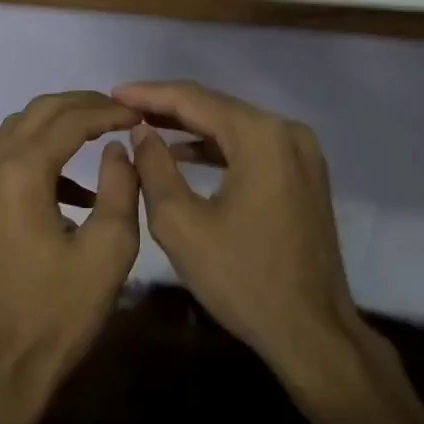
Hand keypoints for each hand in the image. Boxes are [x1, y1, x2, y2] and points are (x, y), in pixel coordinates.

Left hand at [0, 91, 141, 399]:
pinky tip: (73, 188)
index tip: (138, 115)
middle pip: (36, 114)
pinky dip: (38, 157)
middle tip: (118, 114)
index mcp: (21, 174)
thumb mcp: (109, 249)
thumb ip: (121, 187)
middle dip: (80, 106)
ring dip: (56, 127)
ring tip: (98, 137)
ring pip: (15, 133)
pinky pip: (4, 163)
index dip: (107, 111)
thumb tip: (117, 149)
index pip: (68, 119)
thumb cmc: (60, 312)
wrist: (1, 367)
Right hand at [114, 81, 365, 388]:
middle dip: (168, 107)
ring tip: (144, 127)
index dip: (149, 94)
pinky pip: (252, 148)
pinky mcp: (304, 175)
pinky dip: (216, 148)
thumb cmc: (241, 278)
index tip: (111, 93)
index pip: (194, 99)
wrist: (311, 331)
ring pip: (234, 127)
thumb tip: (141, 131)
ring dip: (191, 127)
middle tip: (123, 108)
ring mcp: (302, 153)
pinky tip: (184, 153)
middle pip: (217, 107)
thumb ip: (154, 167)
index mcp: (260, 136)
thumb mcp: (181, 223)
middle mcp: (287, 132)